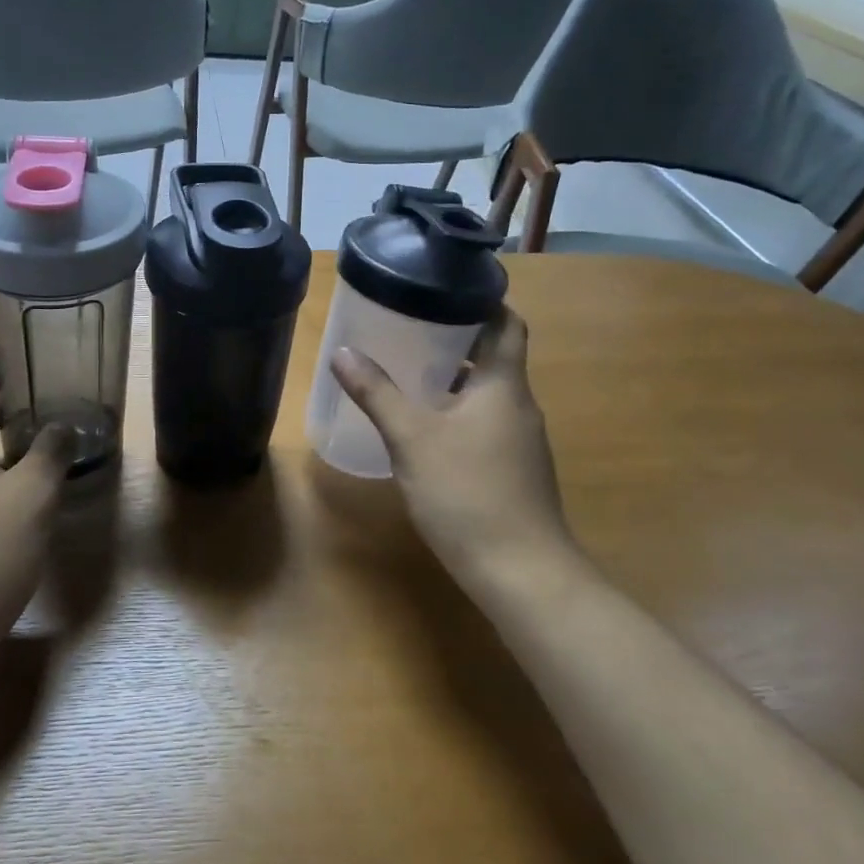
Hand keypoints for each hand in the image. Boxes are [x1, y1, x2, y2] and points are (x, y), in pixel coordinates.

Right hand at [332, 311, 572, 586]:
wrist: (522, 573)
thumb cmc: (468, 493)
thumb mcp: (412, 439)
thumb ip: (377, 394)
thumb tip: (342, 352)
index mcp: (504, 385)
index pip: (508, 323)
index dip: (484, 300)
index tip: (445, 289)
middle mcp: (520, 405)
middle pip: (494, 356)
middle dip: (456, 338)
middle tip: (410, 326)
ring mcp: (521, 440)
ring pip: (488, 392)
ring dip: (454, 377)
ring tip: (408, 370)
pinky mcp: (515, 470)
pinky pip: (486, 422)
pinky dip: (458, 411)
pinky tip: (426, 427)